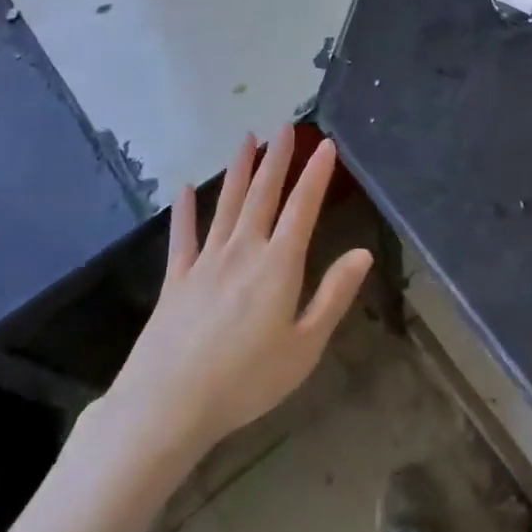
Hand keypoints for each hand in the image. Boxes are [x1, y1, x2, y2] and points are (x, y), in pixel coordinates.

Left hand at [93, 127, 372, 461]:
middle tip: (285, 127)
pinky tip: (183, 190)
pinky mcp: (176, 280)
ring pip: (226, 205)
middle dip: (277, 159)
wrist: (168, 404)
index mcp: (278, 265)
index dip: (316, 174)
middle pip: (262, 195)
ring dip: (239, 170)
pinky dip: (185, 212)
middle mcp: (242, 251)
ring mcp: (205, 262)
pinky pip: (183, 237)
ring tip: (247, 139)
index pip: (302, 208)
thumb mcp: (305, 346)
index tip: (326, 144)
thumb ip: (333, 295)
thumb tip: (362, 253)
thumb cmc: (247, 380)